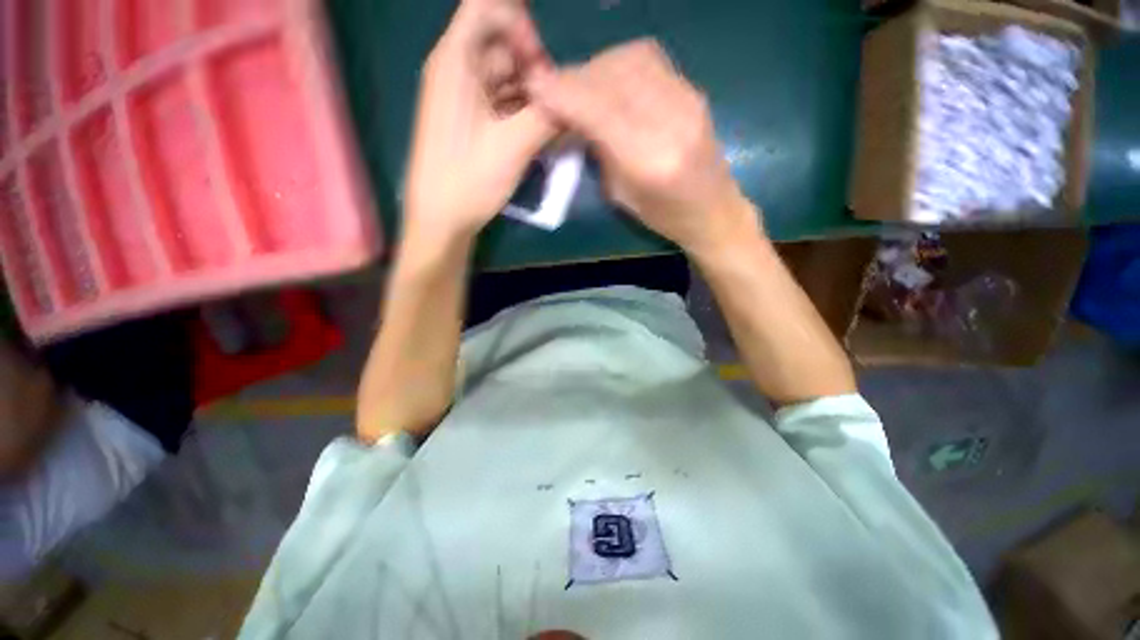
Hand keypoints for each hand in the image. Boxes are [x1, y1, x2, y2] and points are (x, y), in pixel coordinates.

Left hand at [403, 0, 557, 244]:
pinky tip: (538, 132)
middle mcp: (456, 70)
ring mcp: (463, 98)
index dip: (519, 25)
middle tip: (554, 106)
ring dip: (530, 94)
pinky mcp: (470, 122)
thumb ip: (547, 115)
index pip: (486, 7)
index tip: (541, 67)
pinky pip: (500, 102)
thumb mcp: (513, 146)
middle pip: (501, 44)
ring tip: (551, 123)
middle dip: (533, 68)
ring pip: (504, 77)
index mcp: (456, 61)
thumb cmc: (469, 179)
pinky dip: (521, 111)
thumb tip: (578, 96)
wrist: (441, 219)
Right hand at [528, 39, 760, 257]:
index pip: (598, 110)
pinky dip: (619, 63)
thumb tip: (571, 115)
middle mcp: (671, 122)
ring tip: (581, 86)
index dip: (563, 94)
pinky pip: (649, 58)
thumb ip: (597, 151)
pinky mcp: (694, 89)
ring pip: (630, 59)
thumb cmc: (663, 217)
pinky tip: (610, 80)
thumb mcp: (620, 195)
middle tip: (555, 90)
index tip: (535, 89)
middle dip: (575, 78)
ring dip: (596, 67)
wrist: (714, 210)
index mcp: (648, 162)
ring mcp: (687, 100)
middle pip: (612, 77)